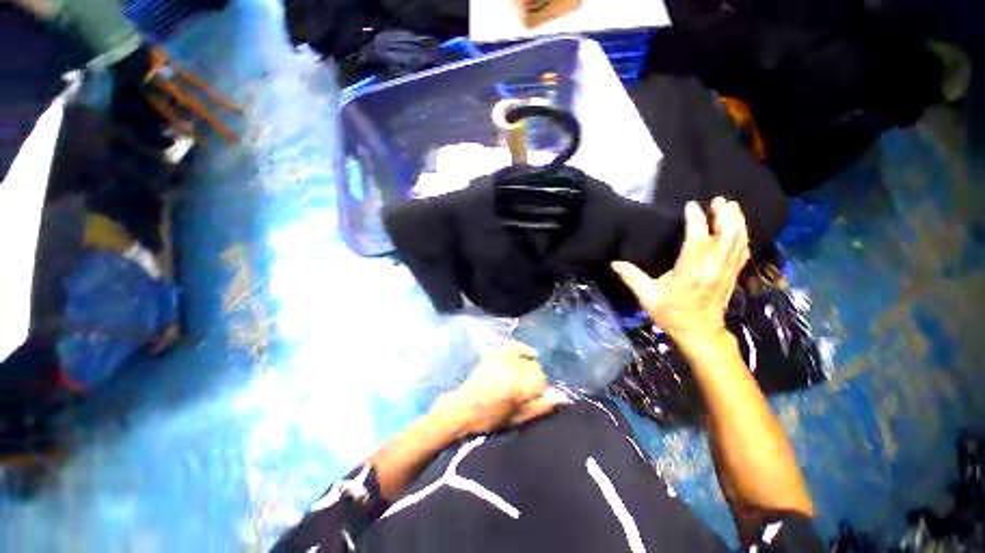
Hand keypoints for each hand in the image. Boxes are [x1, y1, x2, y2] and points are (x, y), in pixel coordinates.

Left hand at [438, 341, 564, 435]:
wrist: (462, 409)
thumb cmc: (489, 418)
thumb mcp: (516, 418)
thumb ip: (539, 407)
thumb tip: (560, 397)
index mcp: (517, 383)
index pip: (540, 379)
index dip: (541, 388)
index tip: (537, 396)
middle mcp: (510, 366)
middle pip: (532, 367)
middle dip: (534, 376)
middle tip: (529, 389)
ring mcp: (501, 358)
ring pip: (523, 356)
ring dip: (529, 363)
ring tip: (528, 374)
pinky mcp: (493, 354)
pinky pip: (512, 345)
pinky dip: (521, 347)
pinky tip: (528, 352)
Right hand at [612, 197, 749, 347]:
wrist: (699, 333)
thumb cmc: (671, 314)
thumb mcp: (647, 297)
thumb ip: (632, 278)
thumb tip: (614, 263)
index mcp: (690, 273)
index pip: (697, 240)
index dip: (696, 220)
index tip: (690, 205)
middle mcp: (712, 269)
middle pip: (726, 236)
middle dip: (725, 215)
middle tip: (718, 200)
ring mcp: (726, 272)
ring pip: (738, 241)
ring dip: (737, 221)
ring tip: (730, 206)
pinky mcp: (732, 275)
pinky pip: (743, 251)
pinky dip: (742, 236)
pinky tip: (738, 228)